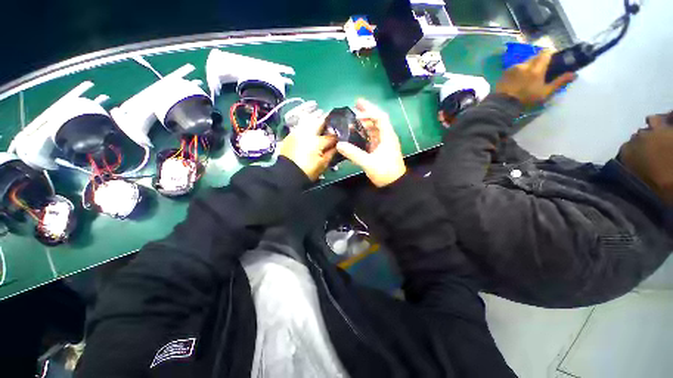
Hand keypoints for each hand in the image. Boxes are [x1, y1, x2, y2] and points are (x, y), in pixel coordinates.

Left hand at [280, 110, 336, 180]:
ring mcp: (297, 132)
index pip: (332, 136)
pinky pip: (301, 128)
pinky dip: (307, 131)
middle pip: (320, 122)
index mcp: (317, 141)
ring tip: (318, 136)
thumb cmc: (308, 171)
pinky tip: (308, 139)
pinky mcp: (290, 135)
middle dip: (326, 126)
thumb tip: (337, 146)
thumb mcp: (323, 164)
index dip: (336, 139)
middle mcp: (307, 133)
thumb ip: (332, 153)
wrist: (287, 174)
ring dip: (316, 126)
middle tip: (329, 134)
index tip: (337, 142)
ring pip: (310, 122)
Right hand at [336, 99, 405, 186]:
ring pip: (374, 130)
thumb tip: (339, 145)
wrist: (394, 185)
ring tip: (352, 120)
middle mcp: (386, 137)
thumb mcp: (369, 163)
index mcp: (387, 136)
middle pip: (377, 121)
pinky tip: (355, 135)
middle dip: (366, 113)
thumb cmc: (385, 172)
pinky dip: (364, 135)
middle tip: (354, 107)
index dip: (369, 111)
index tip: (357, 106)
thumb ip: (354, 154)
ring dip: (364, 124)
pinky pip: (371, 138)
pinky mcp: (380, 151)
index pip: (380, 117)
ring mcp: (383, 144)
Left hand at [495, 50, 575, 106]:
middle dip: (539, 60)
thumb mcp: (545, 92)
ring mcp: (513, 68)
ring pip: (524, 62)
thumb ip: (560, 82)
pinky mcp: (505, 72)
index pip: (546, 52)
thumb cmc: (526, 99)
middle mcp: (525, 64)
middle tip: (542, 70)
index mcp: (536, 68)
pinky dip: (519, 71)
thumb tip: (574, 74)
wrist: (502, 104)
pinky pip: (515, 68)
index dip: (550, 54)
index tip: (552, 60)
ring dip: (528, 66)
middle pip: (535, 57)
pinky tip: (518, 79)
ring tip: (529, 76)